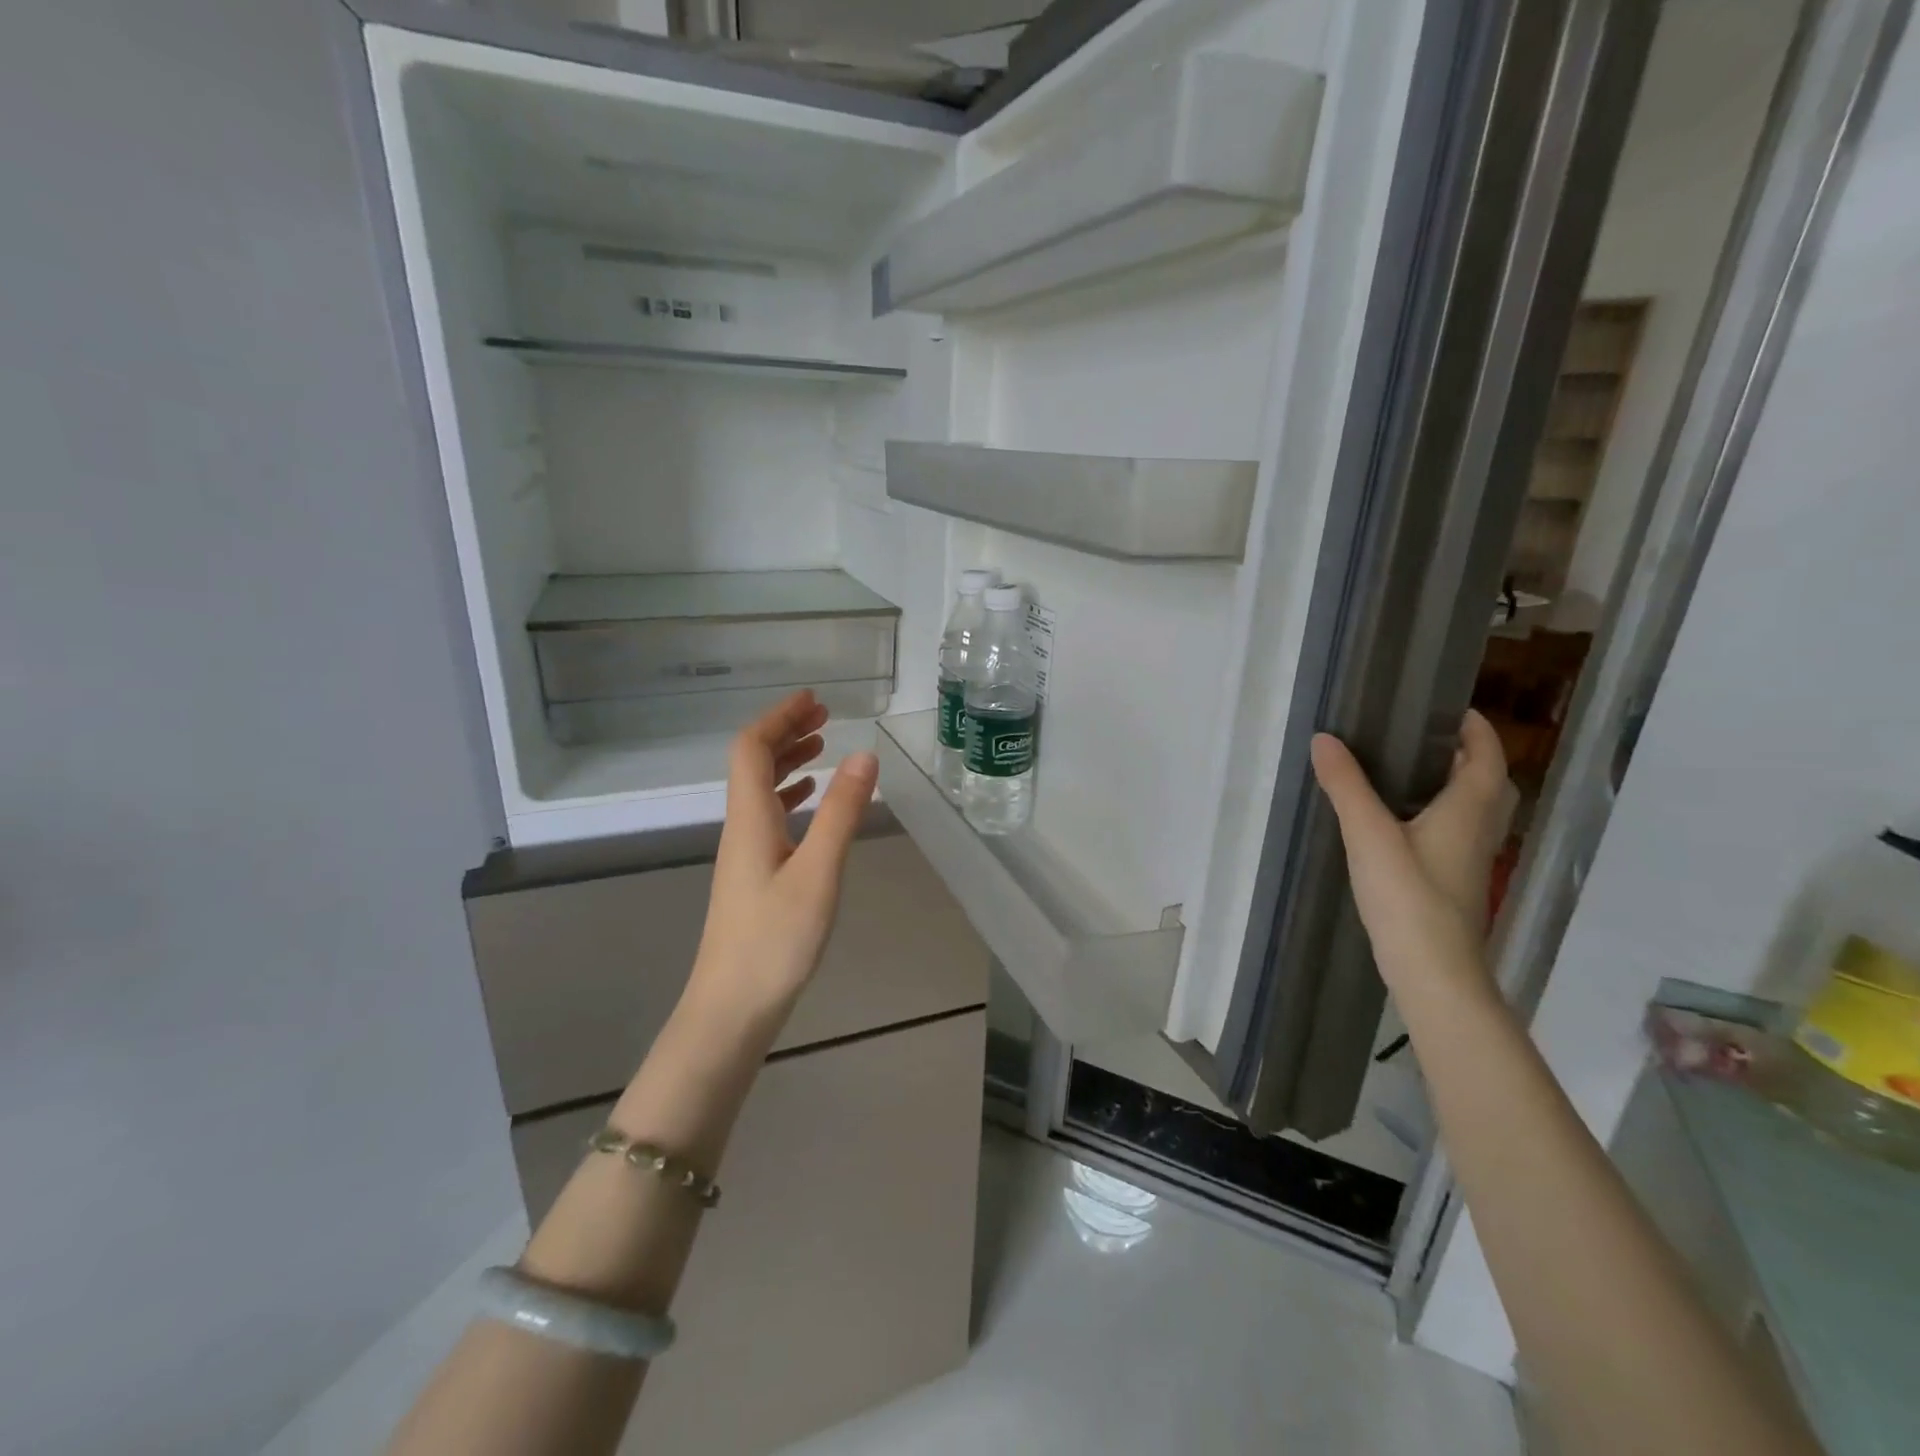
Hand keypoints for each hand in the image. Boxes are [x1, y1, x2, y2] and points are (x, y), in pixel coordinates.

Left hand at [687, 690, 879, 1021]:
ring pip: (760, 791)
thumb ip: (842, 813)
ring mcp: (744, 854)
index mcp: (749, 818)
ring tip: (823, 748)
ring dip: (788, 762)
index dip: (779, 717)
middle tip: (825, 717)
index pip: (752, 748)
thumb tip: (864, 754)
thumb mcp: (818, 872)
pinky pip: (768, 818)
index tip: (814, 700)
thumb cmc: (775, 940)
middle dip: (786, 732)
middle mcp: (740, 827)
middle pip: (752, 764)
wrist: (732, 1009)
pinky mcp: (753, 877)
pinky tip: (810, 803)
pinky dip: (790, 796)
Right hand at [1310, 709, 1515, 993]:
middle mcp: (1479, 830)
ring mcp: (1470, 861)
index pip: (1487, 756)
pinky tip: (1399, 824)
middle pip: (1488, 783)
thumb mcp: (1369, 835)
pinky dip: (1438, 816)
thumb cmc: (1408, 896)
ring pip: (1473, 811)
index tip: (1448, 706)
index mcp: (1468, 809)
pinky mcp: (1454, 883)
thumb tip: (1324, 739)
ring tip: (1408, 774)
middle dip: (1466, 756)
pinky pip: (1455, 834)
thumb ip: (1346, 786)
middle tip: (1423, 739)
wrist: (1433, 971)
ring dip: (1454, 787)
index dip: (1475, 728)